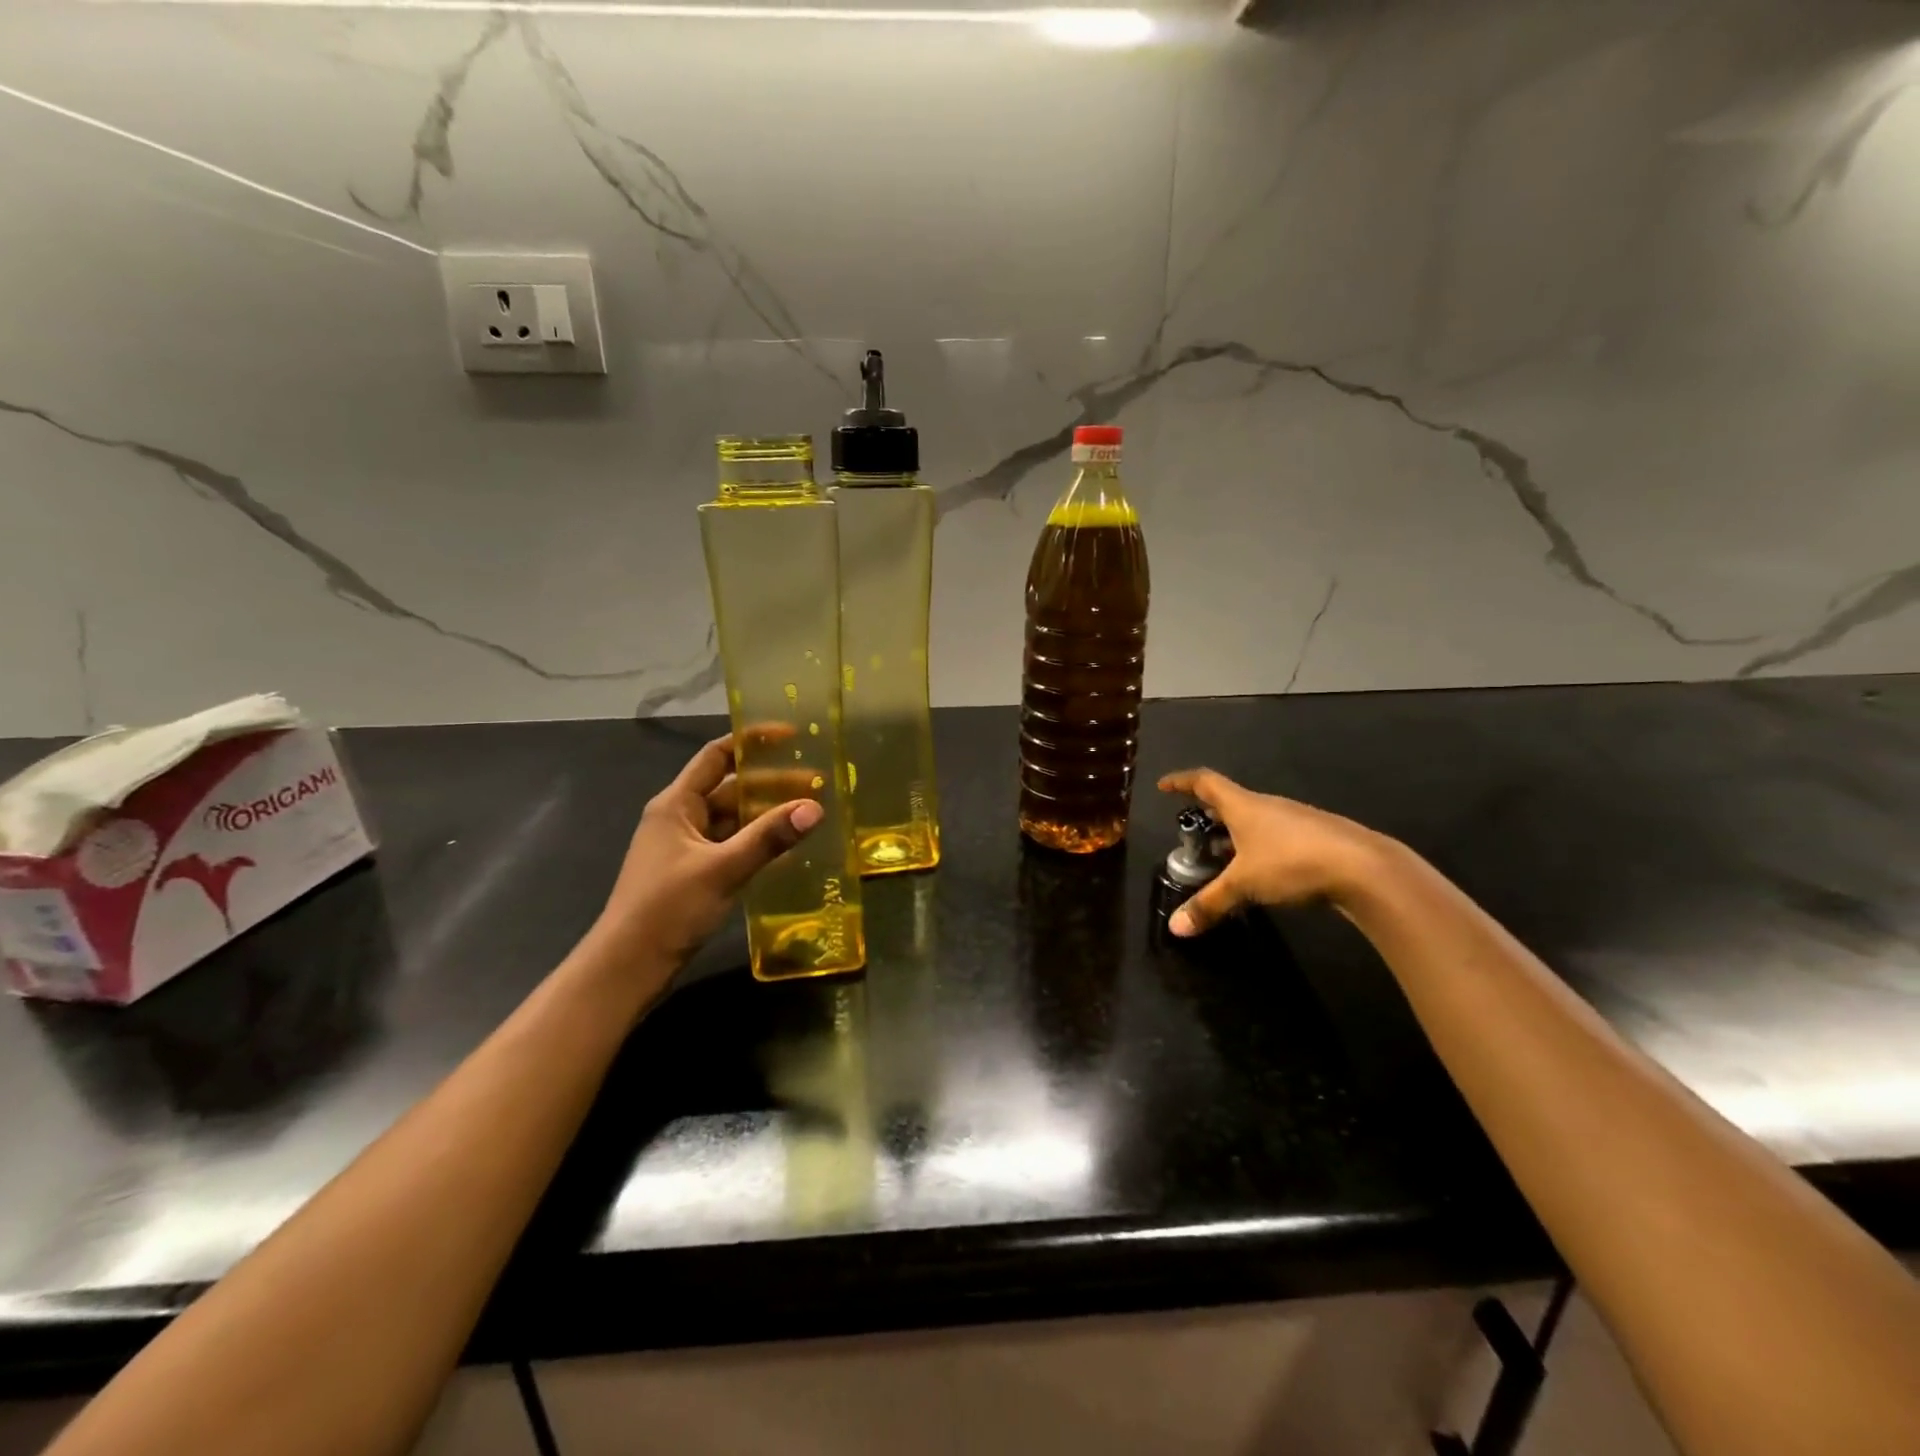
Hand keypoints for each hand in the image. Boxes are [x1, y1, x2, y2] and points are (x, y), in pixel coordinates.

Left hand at [591, 734, 822, 972]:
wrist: (628, 967)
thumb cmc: (667, 908)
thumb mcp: (722, 869)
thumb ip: (769, 837)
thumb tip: (814, 808)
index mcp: (676, 804)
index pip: (716, 757)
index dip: (751, 742)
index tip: (791, 737)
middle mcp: (680, 818)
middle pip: (730, 789)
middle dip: (771, 784)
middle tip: (816, 785)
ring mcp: (687, 847)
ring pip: (733, 820)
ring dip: (767, 815)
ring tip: (810, 812)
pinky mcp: (695, 873)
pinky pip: (732, 846)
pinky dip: (758, 843)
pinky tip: (789, 849)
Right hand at [1157, 768, 1385, 936]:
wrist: (1366, 869)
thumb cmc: (1292, 863)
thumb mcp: (1243, 885)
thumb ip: (1209, 904)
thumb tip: (1176, 928)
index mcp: (1244, 806)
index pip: (1205, 782)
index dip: (1182, 782)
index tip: (1164, 787)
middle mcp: (1268, 806)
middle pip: (1231, 803)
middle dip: (1209, 816)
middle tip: (1193, 833)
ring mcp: (1296, 820)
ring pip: (1256, 822)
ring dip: (1236, 835)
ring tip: (1223, 858)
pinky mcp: (1318, 839)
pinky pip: (1277, 837)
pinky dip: (1260, 848)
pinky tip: (1263, 873)